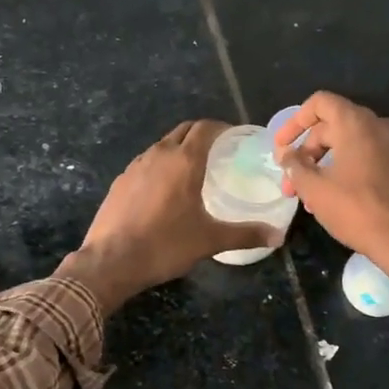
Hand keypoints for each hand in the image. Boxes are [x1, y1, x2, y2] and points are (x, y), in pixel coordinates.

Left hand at [57, 120, 281, 311]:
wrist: (110, 261)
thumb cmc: (165, 245)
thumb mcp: (210, 240)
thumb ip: (245, 234)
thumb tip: (278, 236)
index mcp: (184, 161)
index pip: (205, 128)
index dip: (222, 127)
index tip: (235, 137)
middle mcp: (158, 154)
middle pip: (183, 130)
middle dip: (202, 134)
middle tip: (219, 150)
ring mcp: (135, 166)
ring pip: (162, 145)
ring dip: (179, 148)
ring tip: (193, 170)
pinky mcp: (120, 181)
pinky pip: (146, 163)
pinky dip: (160, 165)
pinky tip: (164, 190)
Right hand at [273, 92, 388, 281]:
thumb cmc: (356, 210)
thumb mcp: (314, 189)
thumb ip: (294, 166)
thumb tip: (287, 156)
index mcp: (357, 123)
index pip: (320, 103)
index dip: (295, 122)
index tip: (282, 148)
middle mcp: (380, 127)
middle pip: (333, 126)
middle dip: (307, 153)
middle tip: (291, 182)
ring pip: (351, 145)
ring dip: (325, 165)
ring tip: (309, 197)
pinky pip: (370, 159)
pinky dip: (348, 170)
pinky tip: (337, 200)